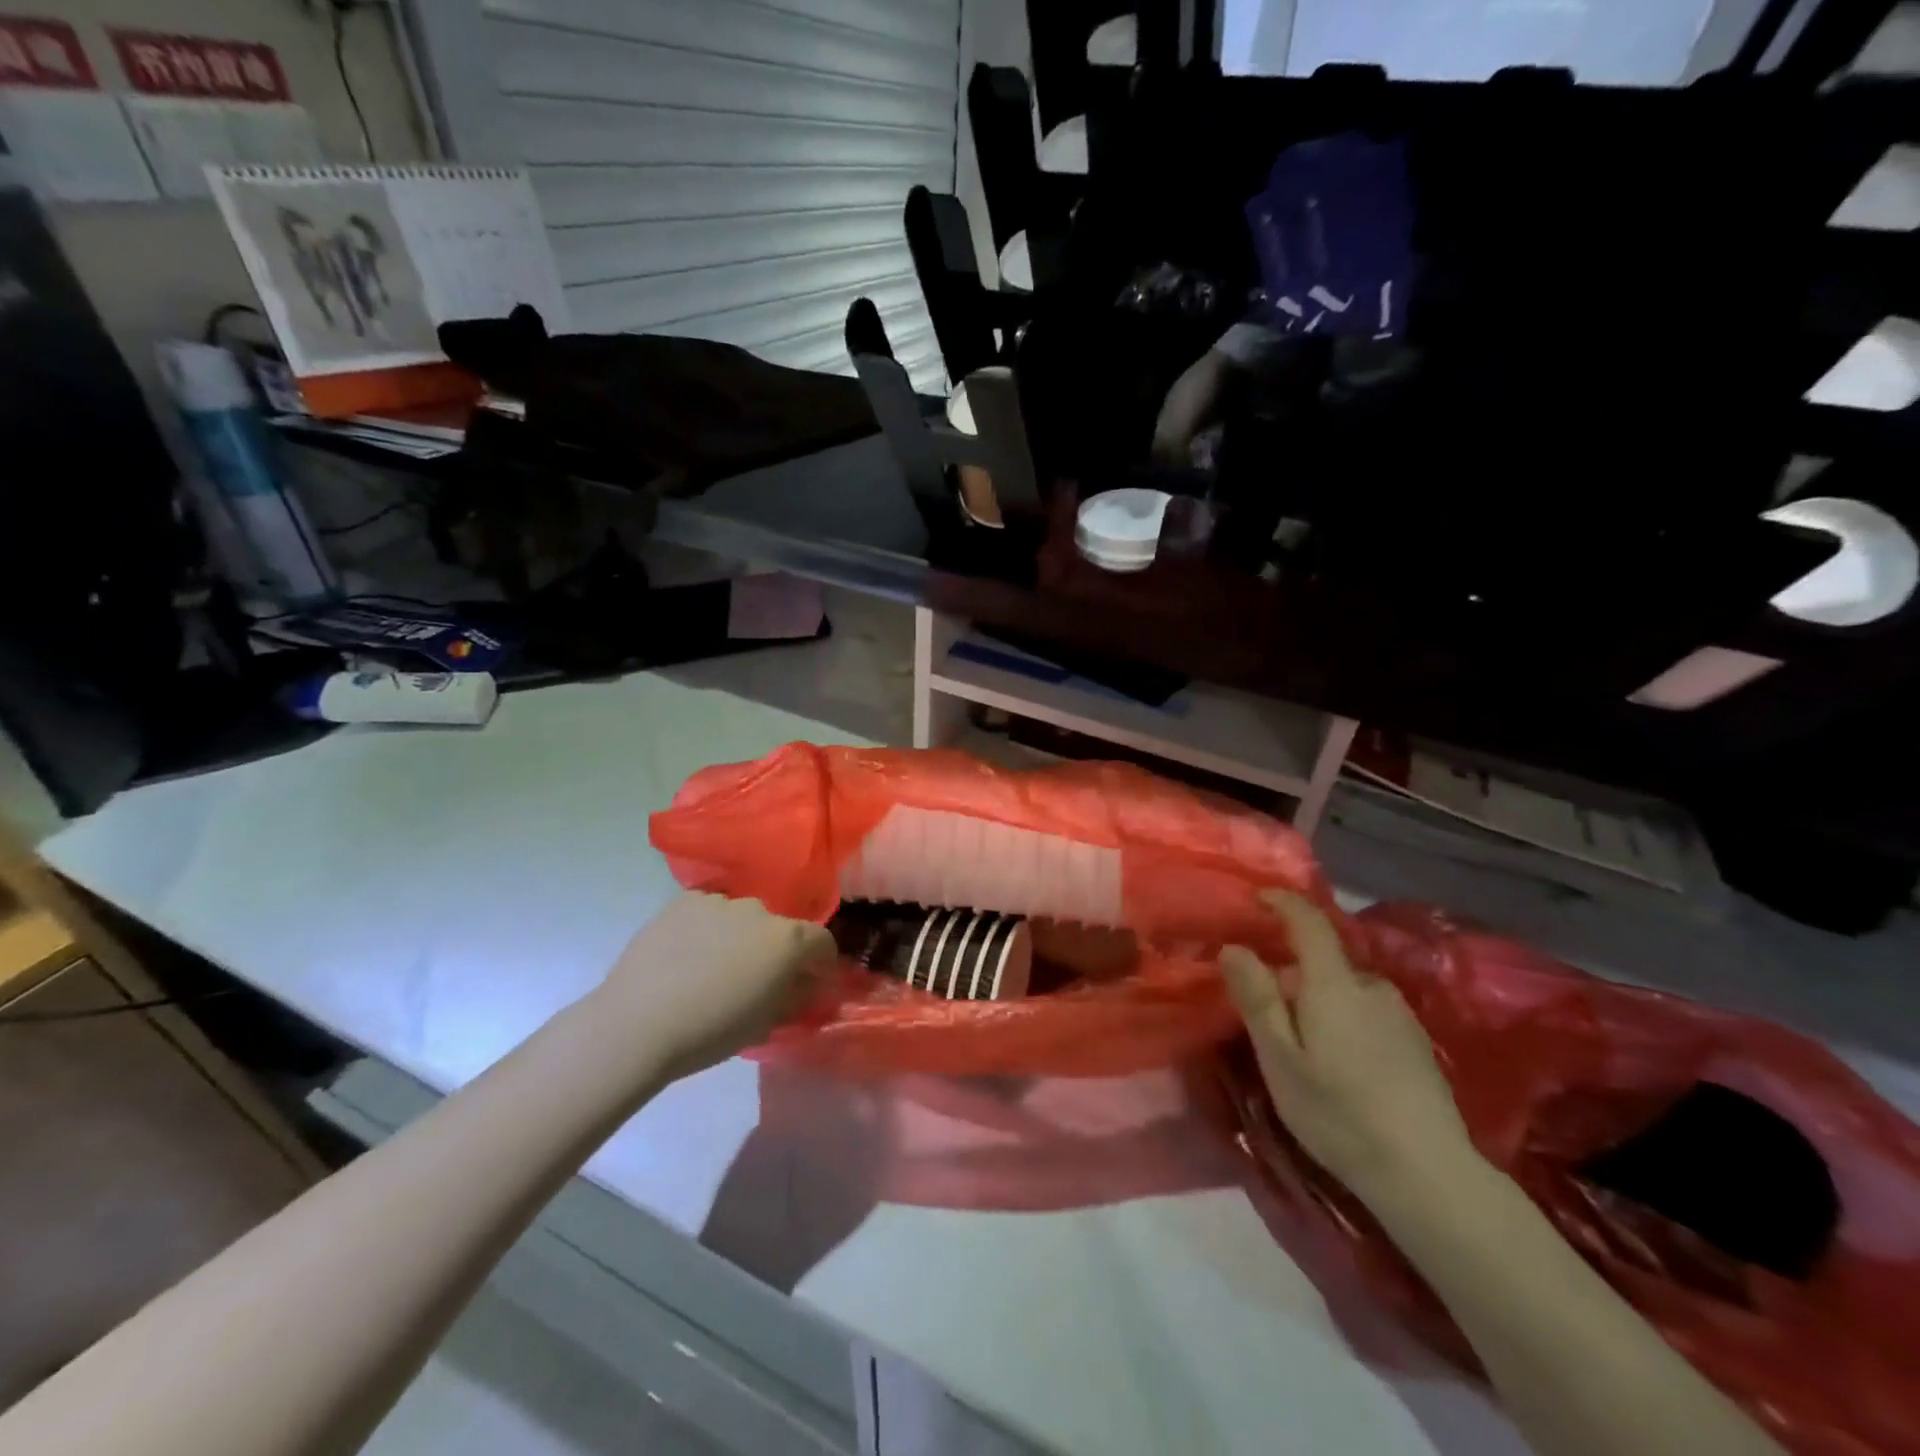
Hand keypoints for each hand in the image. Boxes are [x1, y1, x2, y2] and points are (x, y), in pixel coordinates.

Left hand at [597, 892, 833, 1080]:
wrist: (638, 1023)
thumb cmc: (712, 1031)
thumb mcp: (767, 1024)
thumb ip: (795, 997)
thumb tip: (806, 984)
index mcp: (788, 940)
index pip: (822, 941)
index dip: (820, 962)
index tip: (809, 980)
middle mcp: (760, 910)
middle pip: (779, 927)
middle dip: (774, 949)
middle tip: (753, 978)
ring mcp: (720, 901)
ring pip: (741, 917)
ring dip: (739, 936)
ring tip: (713, 967)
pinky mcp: (684, 901)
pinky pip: (708, 911)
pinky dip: (707, 928)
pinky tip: (687, 955)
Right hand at [1220, 891, 1478, 1209]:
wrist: (1430, 1176)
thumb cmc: (1339, 1113)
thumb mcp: (1280, 1058)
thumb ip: (1257, 998)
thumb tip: (1234, 947)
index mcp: (1334, 984)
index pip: (1309, 921)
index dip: (1282, 902)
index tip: (1257, 898)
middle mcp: (1371, 987)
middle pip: (1322, 962)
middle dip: (1290, 976)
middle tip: (1265, 1018)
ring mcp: (1400, 1015)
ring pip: (1344, 991)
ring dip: (1317, 1003)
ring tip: (1301, 1050)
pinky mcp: (1417, 1044)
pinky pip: (1365, 1013)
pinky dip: (1343, 1022)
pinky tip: (1339, 1067)